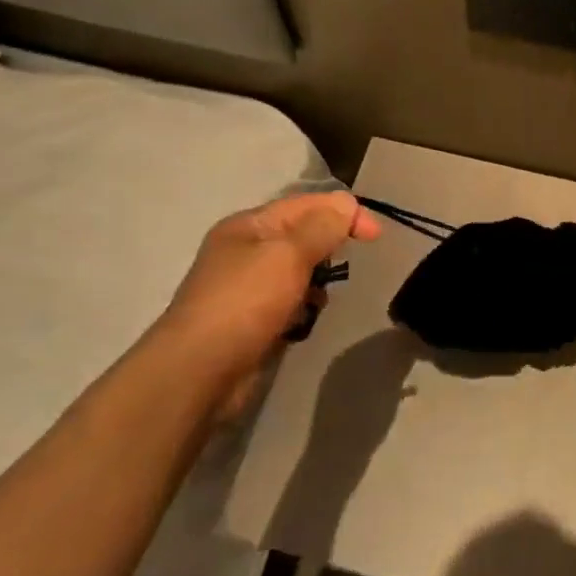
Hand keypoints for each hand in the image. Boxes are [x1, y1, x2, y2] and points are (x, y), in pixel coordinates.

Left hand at [152, 192, 379, 413]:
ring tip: (322, 296)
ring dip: (317, 281)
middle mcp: (245, 251)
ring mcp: (246, 288)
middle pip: (301, 236)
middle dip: (328, 246)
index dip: (344, 211)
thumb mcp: (289, 255)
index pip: (305, 204)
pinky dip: (303, 307)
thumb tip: (347, 203)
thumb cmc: (245, 302)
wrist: (198, 372)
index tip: (376, 235)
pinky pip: (290, 302)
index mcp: (248, 226)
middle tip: (346, 264)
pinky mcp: (251, 321)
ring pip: (298, 271)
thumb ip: (322, 227)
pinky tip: (306, 319)